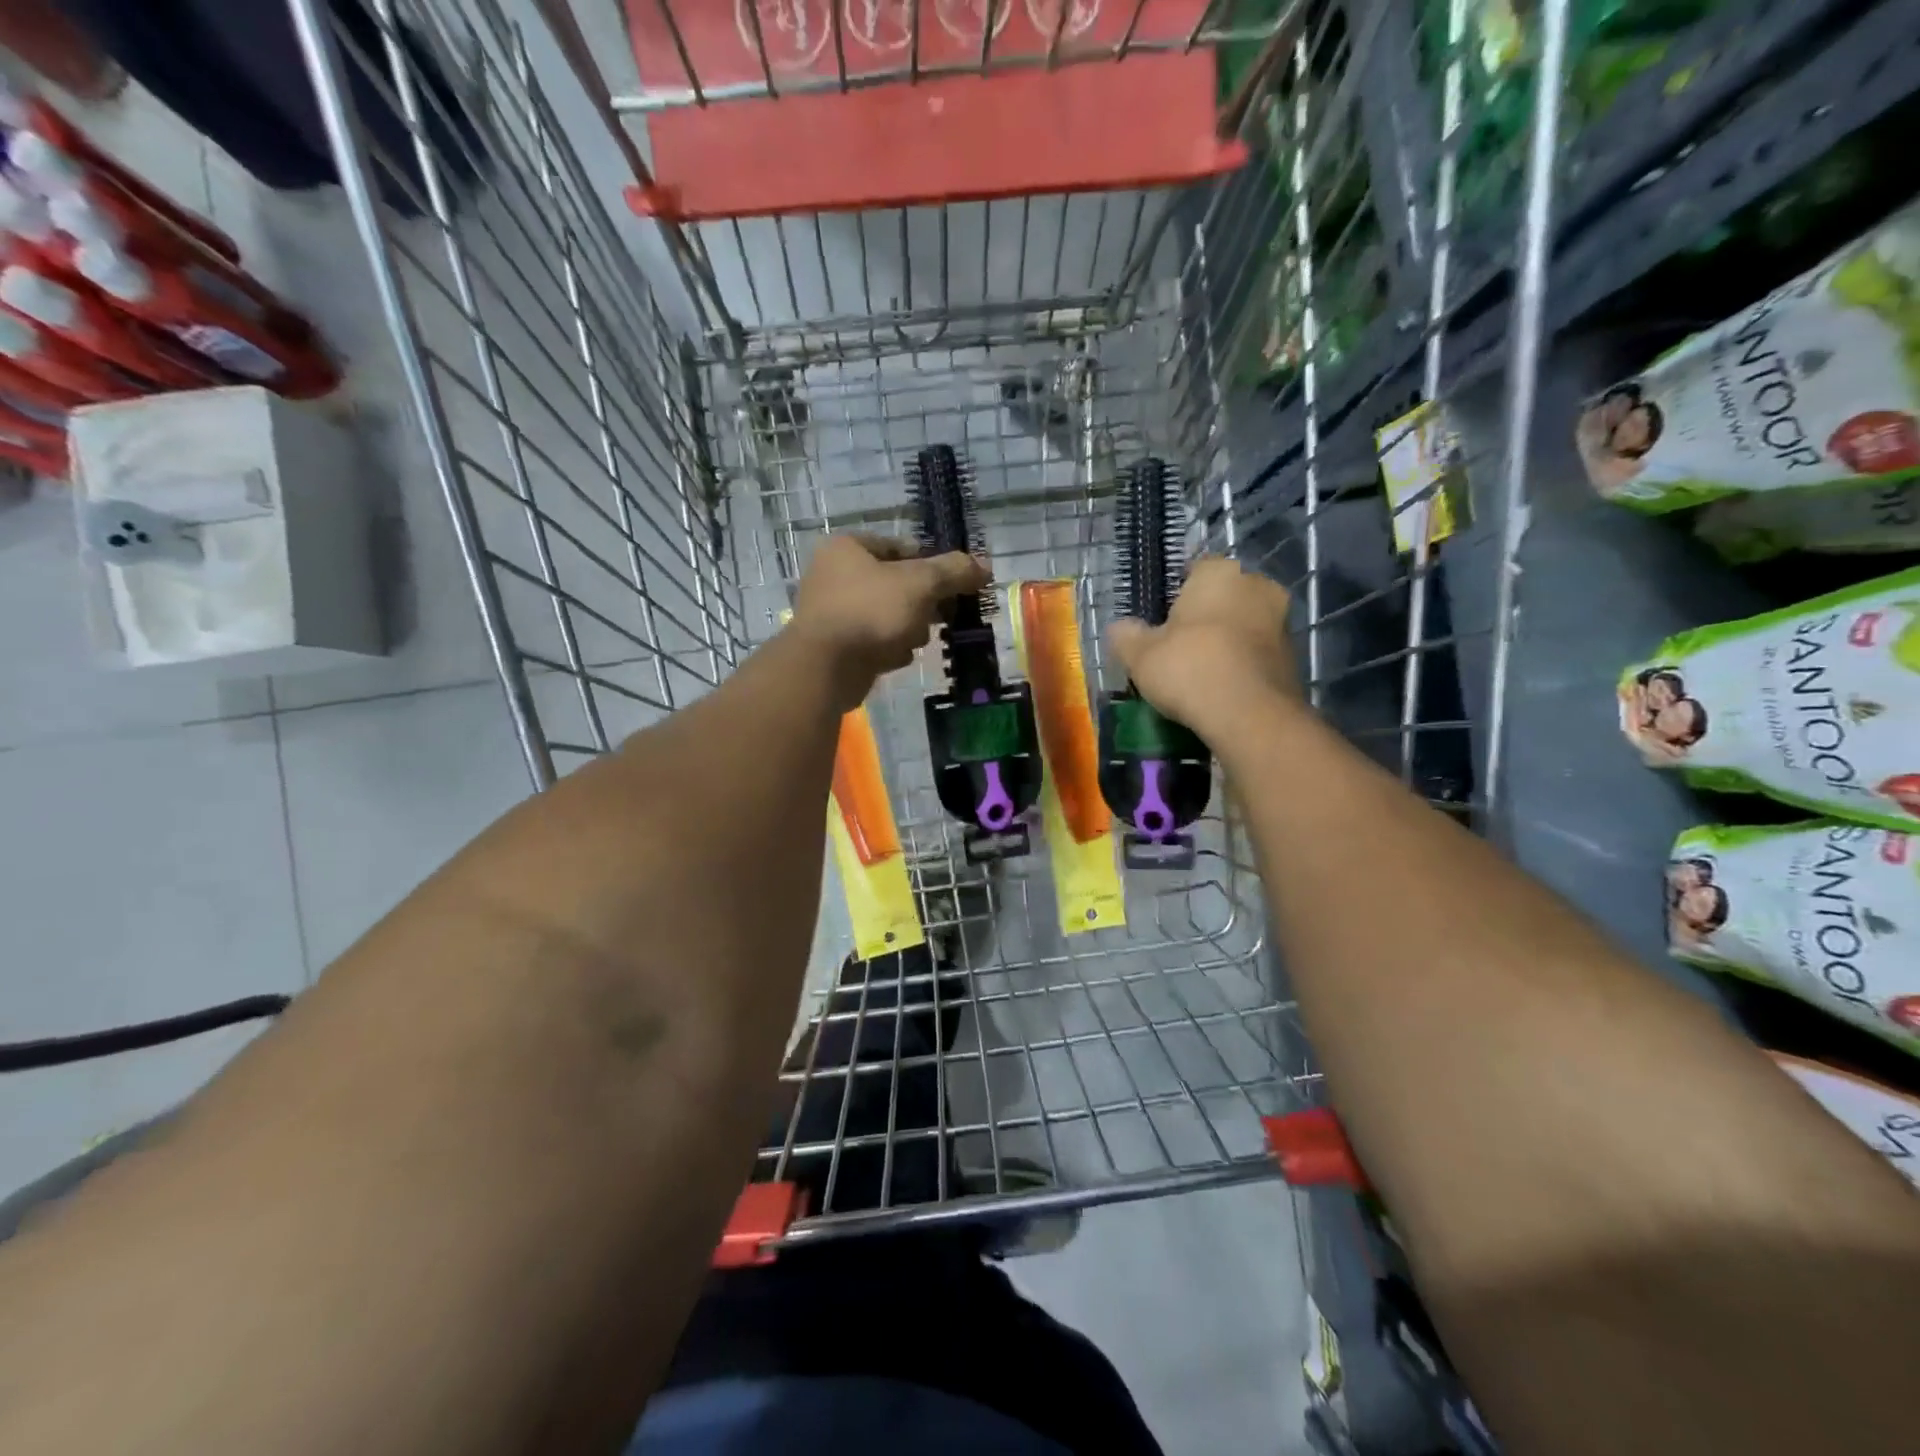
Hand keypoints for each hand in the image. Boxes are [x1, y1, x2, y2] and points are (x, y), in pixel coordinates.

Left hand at [792, 534, 988, 707]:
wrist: (825, 667)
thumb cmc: (871, 612)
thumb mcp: (920, 584)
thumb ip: (953, 572)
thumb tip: (985, 565)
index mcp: (847, 547)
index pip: (902, 548)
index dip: (932, 565)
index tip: (955, 585)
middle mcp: (834, 574)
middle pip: (897, 584)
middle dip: (922, 604)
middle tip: (940, 616)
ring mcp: (833, 612)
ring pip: (889, 615)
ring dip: (908, 629)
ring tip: (911, 640)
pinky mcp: (836, 645)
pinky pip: (874, 640)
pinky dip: (888, 648)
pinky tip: (893, 657)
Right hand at [1108, 557, 1297, 739]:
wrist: (1250, 715)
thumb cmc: (1189, 668)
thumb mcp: (1140, 655)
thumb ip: (1126, 636)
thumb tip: (1118, 628)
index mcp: (1219, 573)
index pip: (1194, 570)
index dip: (1176, 594)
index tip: (1162, 620)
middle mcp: (1257, 586)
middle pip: (1223, 596)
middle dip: (1205, 616)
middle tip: (1179, 646)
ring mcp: (1281, 621)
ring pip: (1244, 624)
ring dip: (1227, 641)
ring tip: (1201, 672)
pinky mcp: (1293, 657)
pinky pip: (1257, 653)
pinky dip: (1242, 664)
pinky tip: (1222, 688)